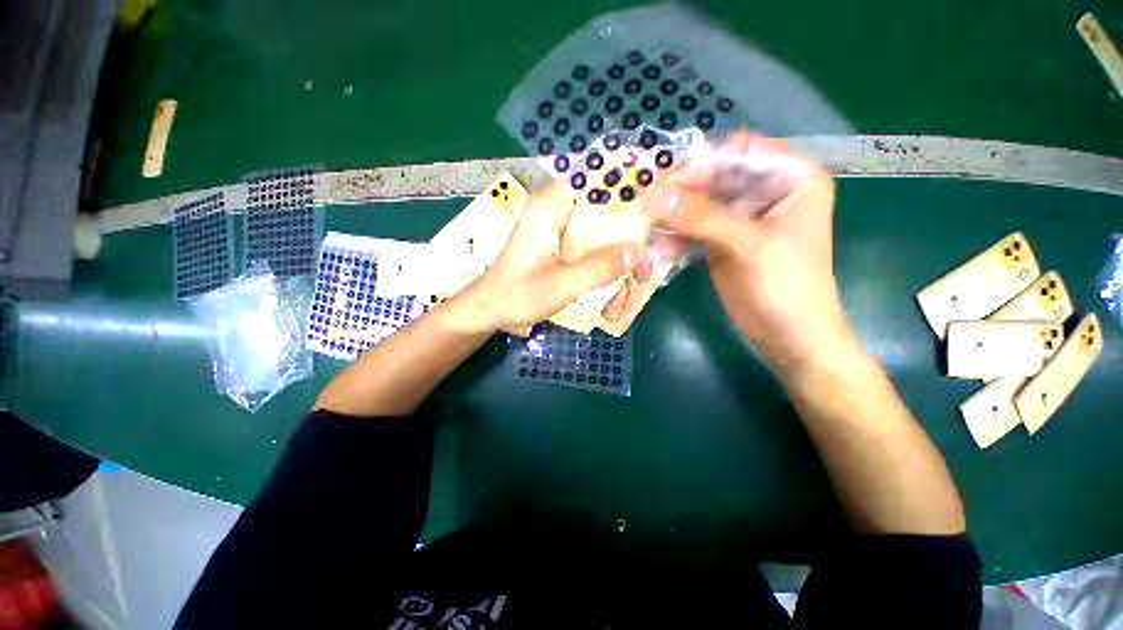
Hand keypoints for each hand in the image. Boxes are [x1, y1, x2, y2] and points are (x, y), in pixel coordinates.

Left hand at [458, 183, 640, 332]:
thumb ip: (598, 268)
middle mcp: (556, 210)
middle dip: (629, 235)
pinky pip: (593, 246)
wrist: (490, 311)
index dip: (626, 180)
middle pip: (605, 207)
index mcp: (549, 207)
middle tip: (646, 266)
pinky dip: (606, 266)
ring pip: (602, 231)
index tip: (656, 197)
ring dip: (618, 259)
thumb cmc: (516, 296)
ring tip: (626, 291)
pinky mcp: (562, 245)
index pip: (594, 176)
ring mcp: (560, 228)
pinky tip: (611, 293)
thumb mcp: (560, 285)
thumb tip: (637, 251)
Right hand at [645, 130, 857, 374]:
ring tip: (649, 229)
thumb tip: (658, 198)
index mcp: (791, 179)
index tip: (671, 184)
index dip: (706, 162)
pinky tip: (659, 250)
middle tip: (650, 207)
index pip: (742, 151)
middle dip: (682, 192)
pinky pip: (693, 229)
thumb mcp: (750, 247)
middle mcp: (765, 192)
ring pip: (699, 204)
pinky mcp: (721, 241)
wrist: (788, 336)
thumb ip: (704, 218)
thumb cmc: (787, 287)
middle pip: (715, 177)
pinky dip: (675, 237)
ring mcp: (740, 218)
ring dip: (674, 216)